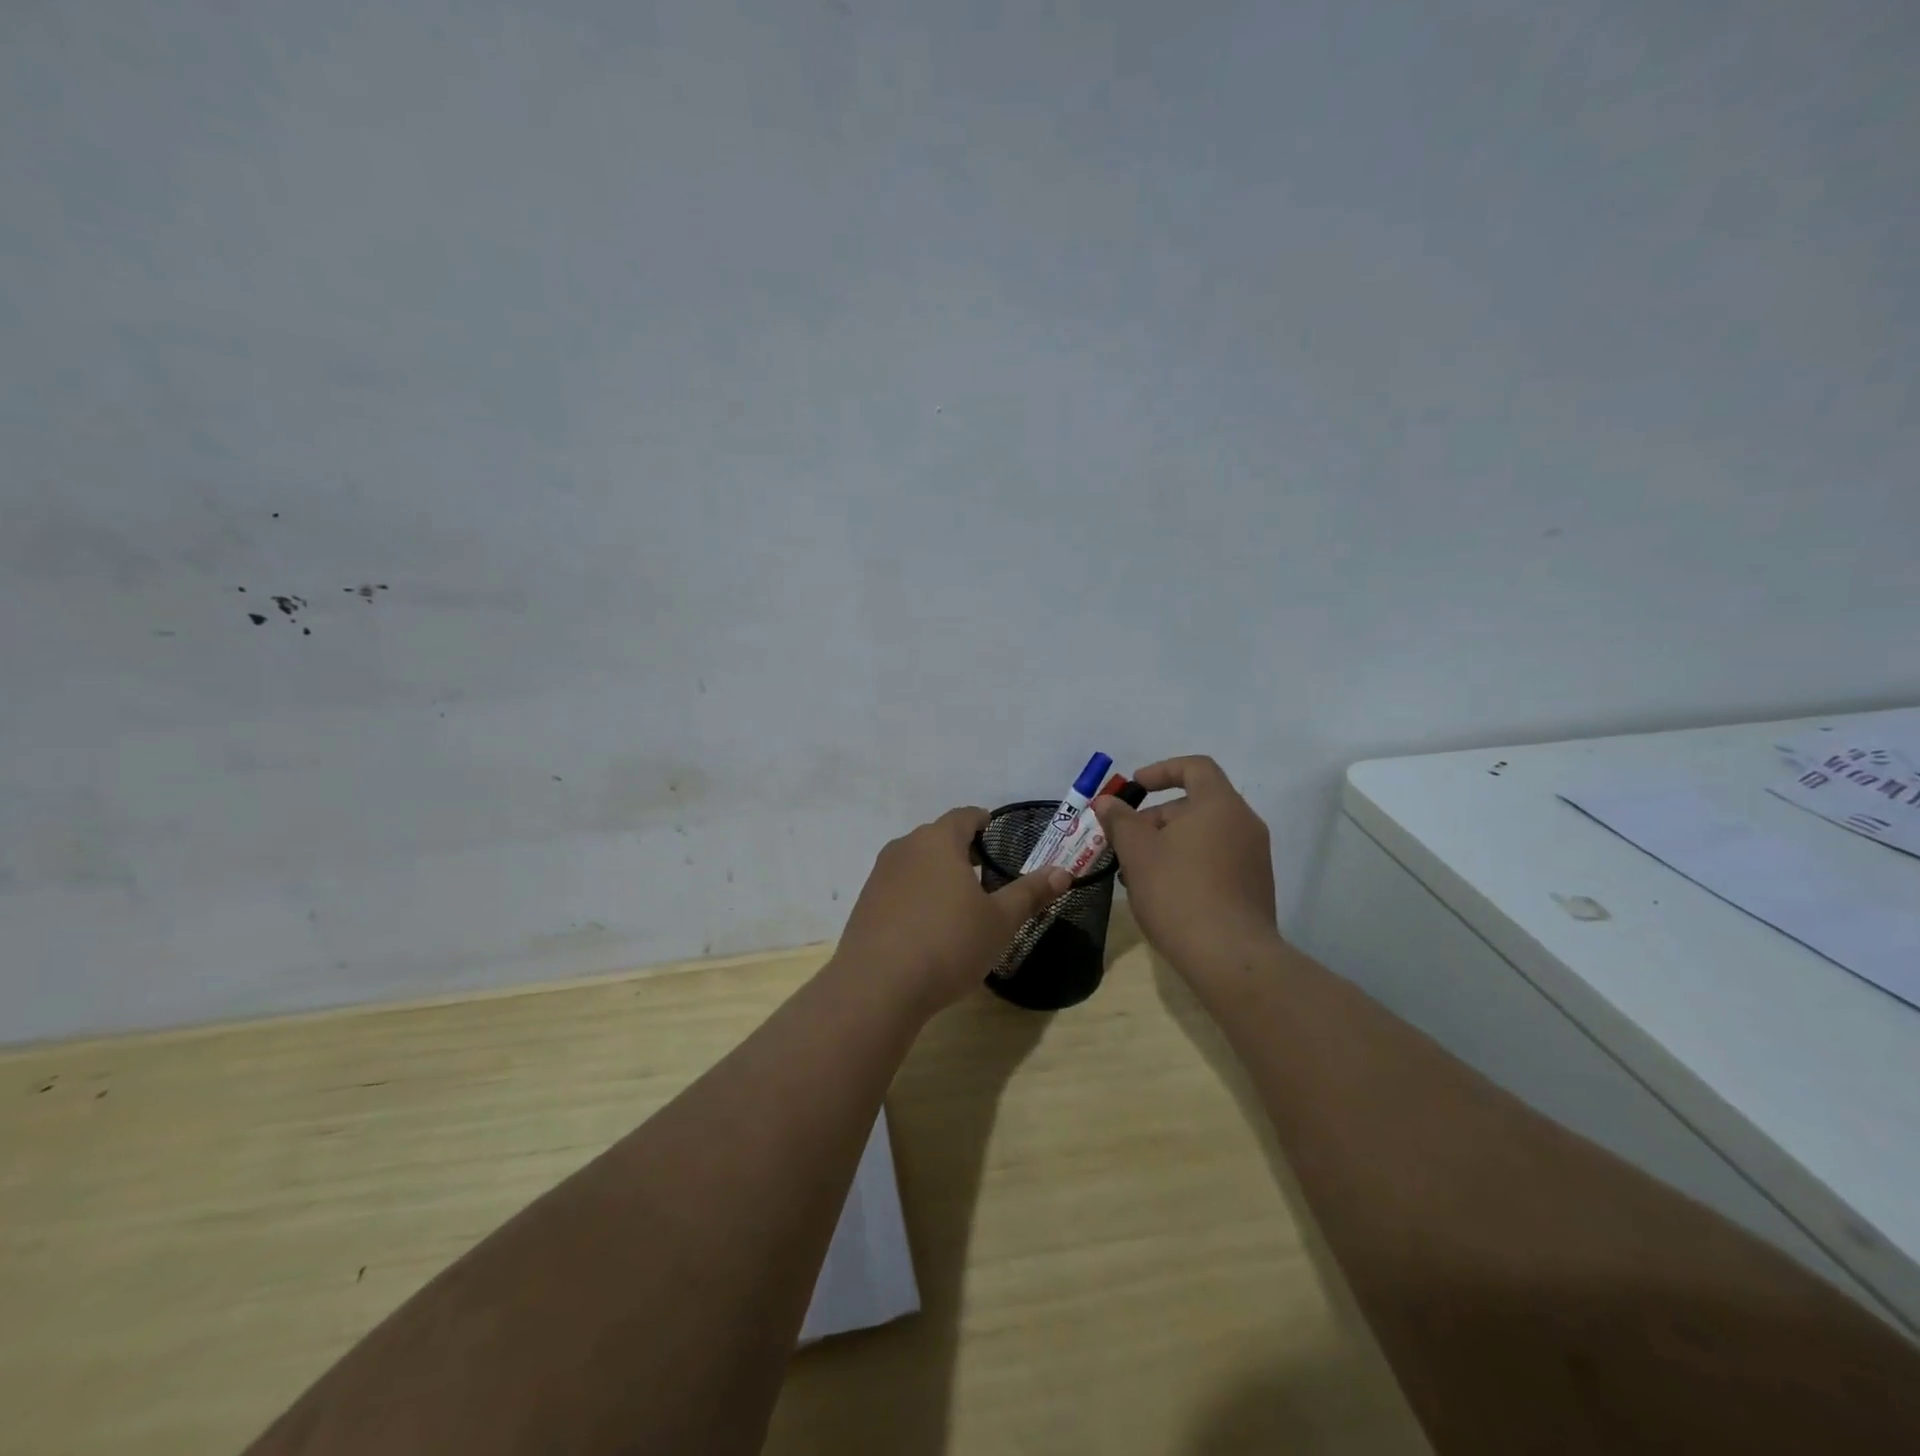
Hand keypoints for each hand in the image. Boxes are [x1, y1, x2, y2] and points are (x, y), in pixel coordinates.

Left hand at [834, 807, 1070, 1015]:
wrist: (877, 986)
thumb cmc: (948, 944)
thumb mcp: (1000, 921)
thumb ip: (1030, 893)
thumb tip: (1063, 872)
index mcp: (938, 841)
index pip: (964, 816)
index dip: (982, 821)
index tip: (994, 832)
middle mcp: (905, 848)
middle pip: (937, 837)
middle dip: (961, 849)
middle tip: (984, 870)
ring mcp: (880, 875)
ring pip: (916, 862)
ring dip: (937, 872)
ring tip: (958, 899)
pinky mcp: (865, 903)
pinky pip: (899, 887)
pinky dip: (916, 894)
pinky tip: (928, 924)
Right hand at [1092, 756, 1277, 972]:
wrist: (1230, 957)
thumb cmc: (1178, 892)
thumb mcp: (1137, 852)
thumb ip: (1120, 820)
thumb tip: (1107, 802)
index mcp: (1220, 805)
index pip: (1194, 767)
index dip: (1161, 770)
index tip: (1134, 787)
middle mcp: (1244, 824)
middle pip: (1195, 805)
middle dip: (1155, 819)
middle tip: (1125, 845)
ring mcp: (1254, 857)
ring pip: (1203, 836)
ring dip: (1168, 846)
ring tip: (1137, 875)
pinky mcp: (1255, 887)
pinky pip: (1217, 860)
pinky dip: (1188, 865)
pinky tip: (1163, 894)